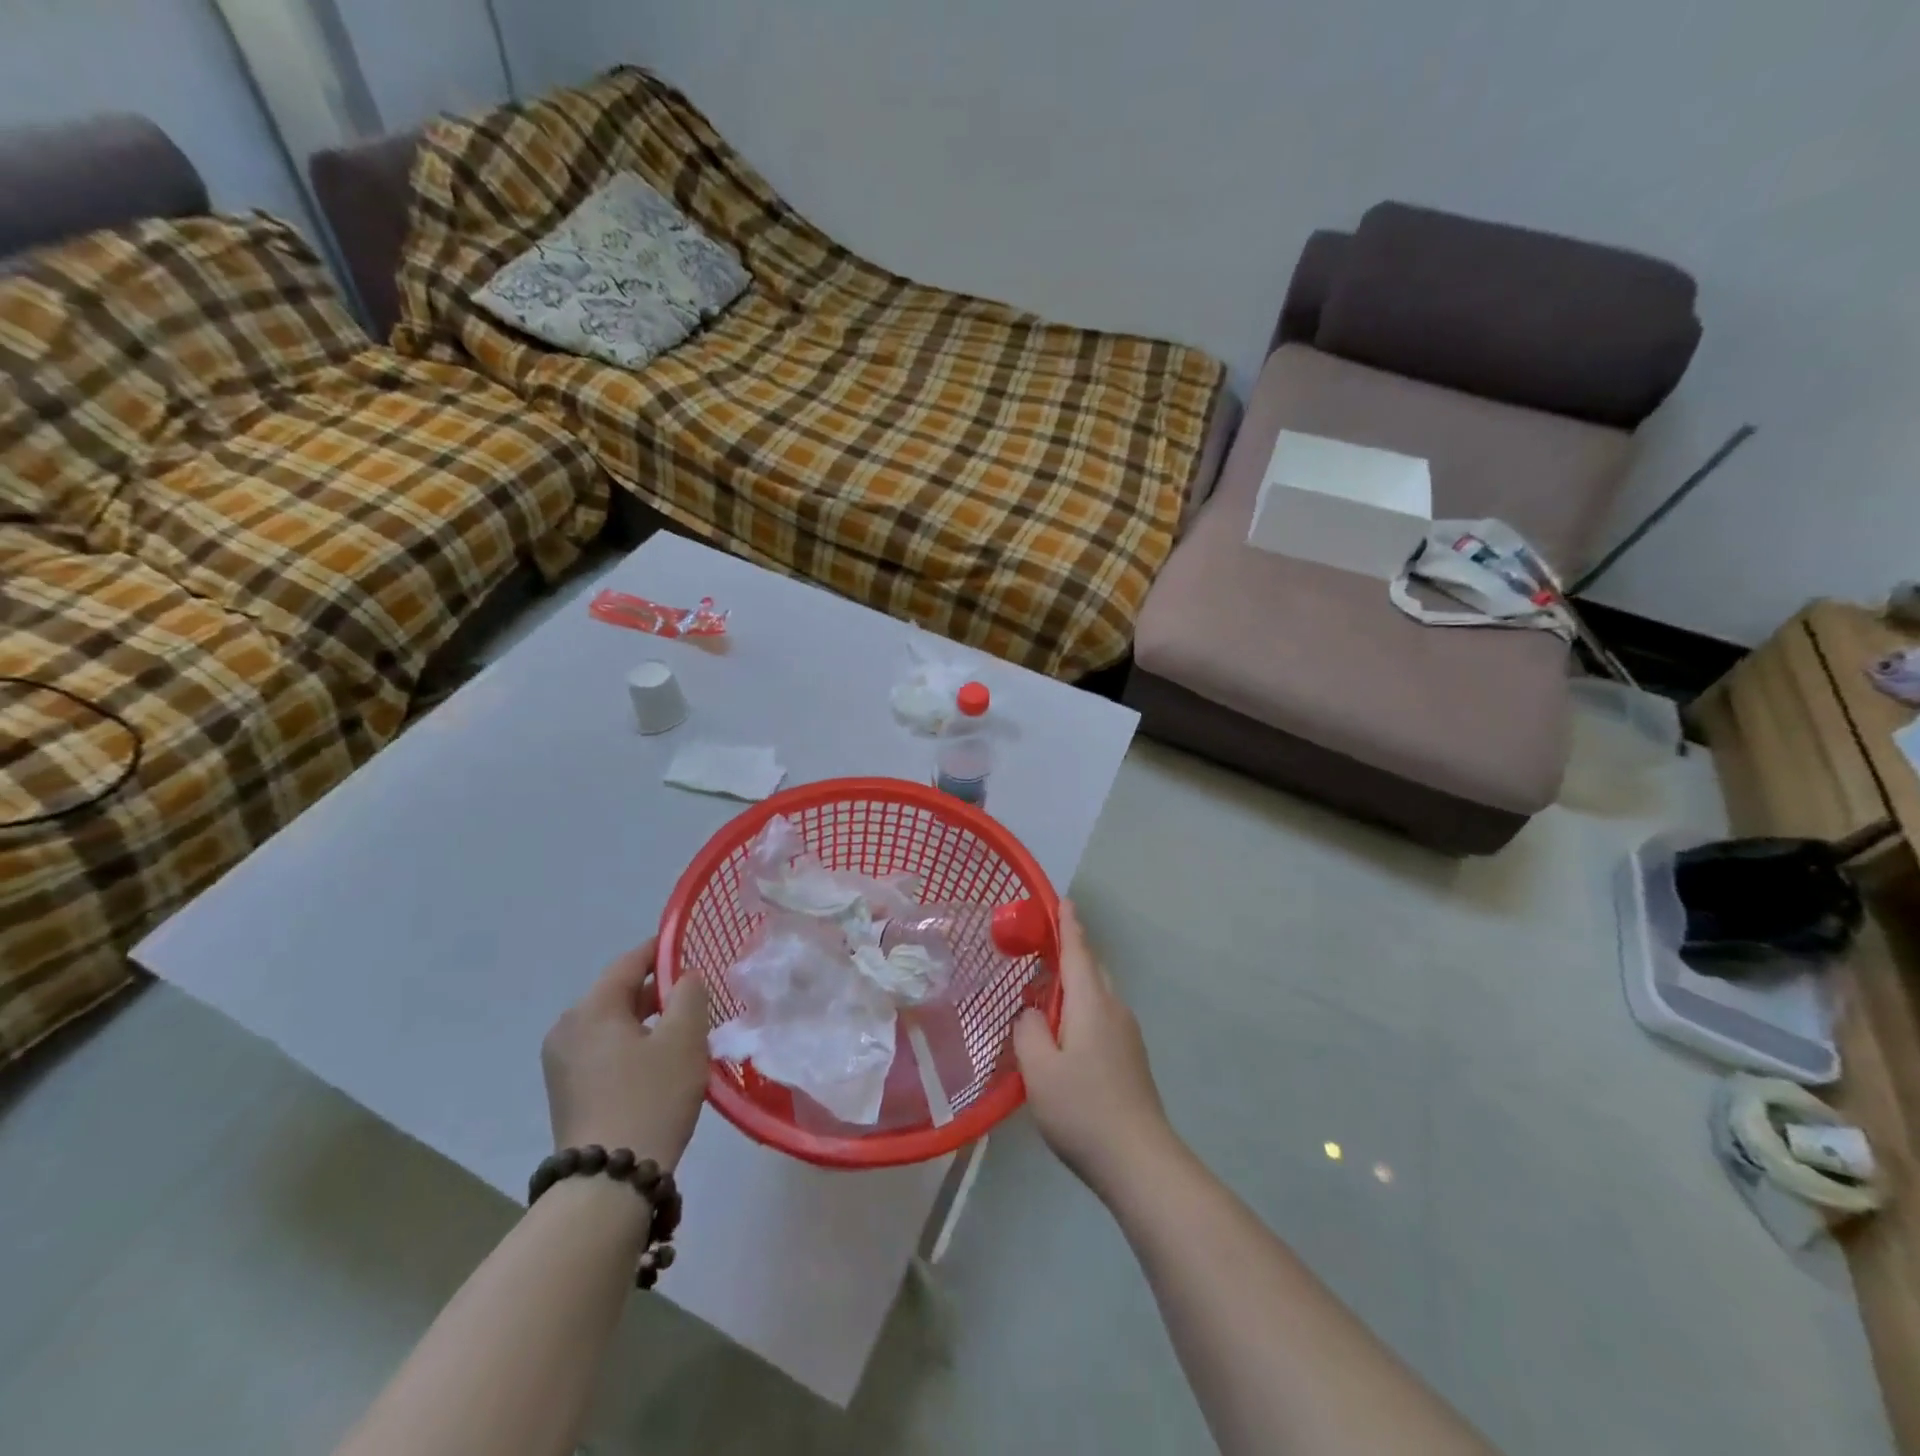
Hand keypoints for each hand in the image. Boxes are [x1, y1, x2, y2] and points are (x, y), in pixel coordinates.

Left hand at [541, 939, 709, 1168]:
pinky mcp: (567, 1090)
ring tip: (685, 1030)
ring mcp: (562, 1062)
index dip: (664, 951)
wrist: (609, 1183)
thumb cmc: (652, 1097)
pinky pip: (605, 1050)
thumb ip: (689, 995)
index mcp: (591, 1008)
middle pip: (619, 993)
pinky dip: (632, 1045)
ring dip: (647, 1020)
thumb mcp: (684, 1038)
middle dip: (659, 990)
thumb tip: (685, 978)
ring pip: (613, 1023)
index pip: (631, 962)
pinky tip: (661, 1062)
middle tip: (699, 995)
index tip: (695, 949)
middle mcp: (568, 1029)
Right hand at [1013, 900, 1176, 1195]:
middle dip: (1070, 953)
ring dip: (1074, 984)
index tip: (1063, 900)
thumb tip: (1033, 1013)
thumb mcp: (1039, 1069)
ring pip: (1098, 994)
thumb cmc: (1083, 1109)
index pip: (1077, 951)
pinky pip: (1102, 1016)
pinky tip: (1064, 1033)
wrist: (1139, 1160)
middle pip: (1091, 969)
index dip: (1068, 925)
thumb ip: (1028, 1030)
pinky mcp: (1131, 1058)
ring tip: (1045, 992)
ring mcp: (1127, 1034)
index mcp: (1091, 1003)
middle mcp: (1114, 1009)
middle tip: (1041, 948)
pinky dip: (1081, 1008)